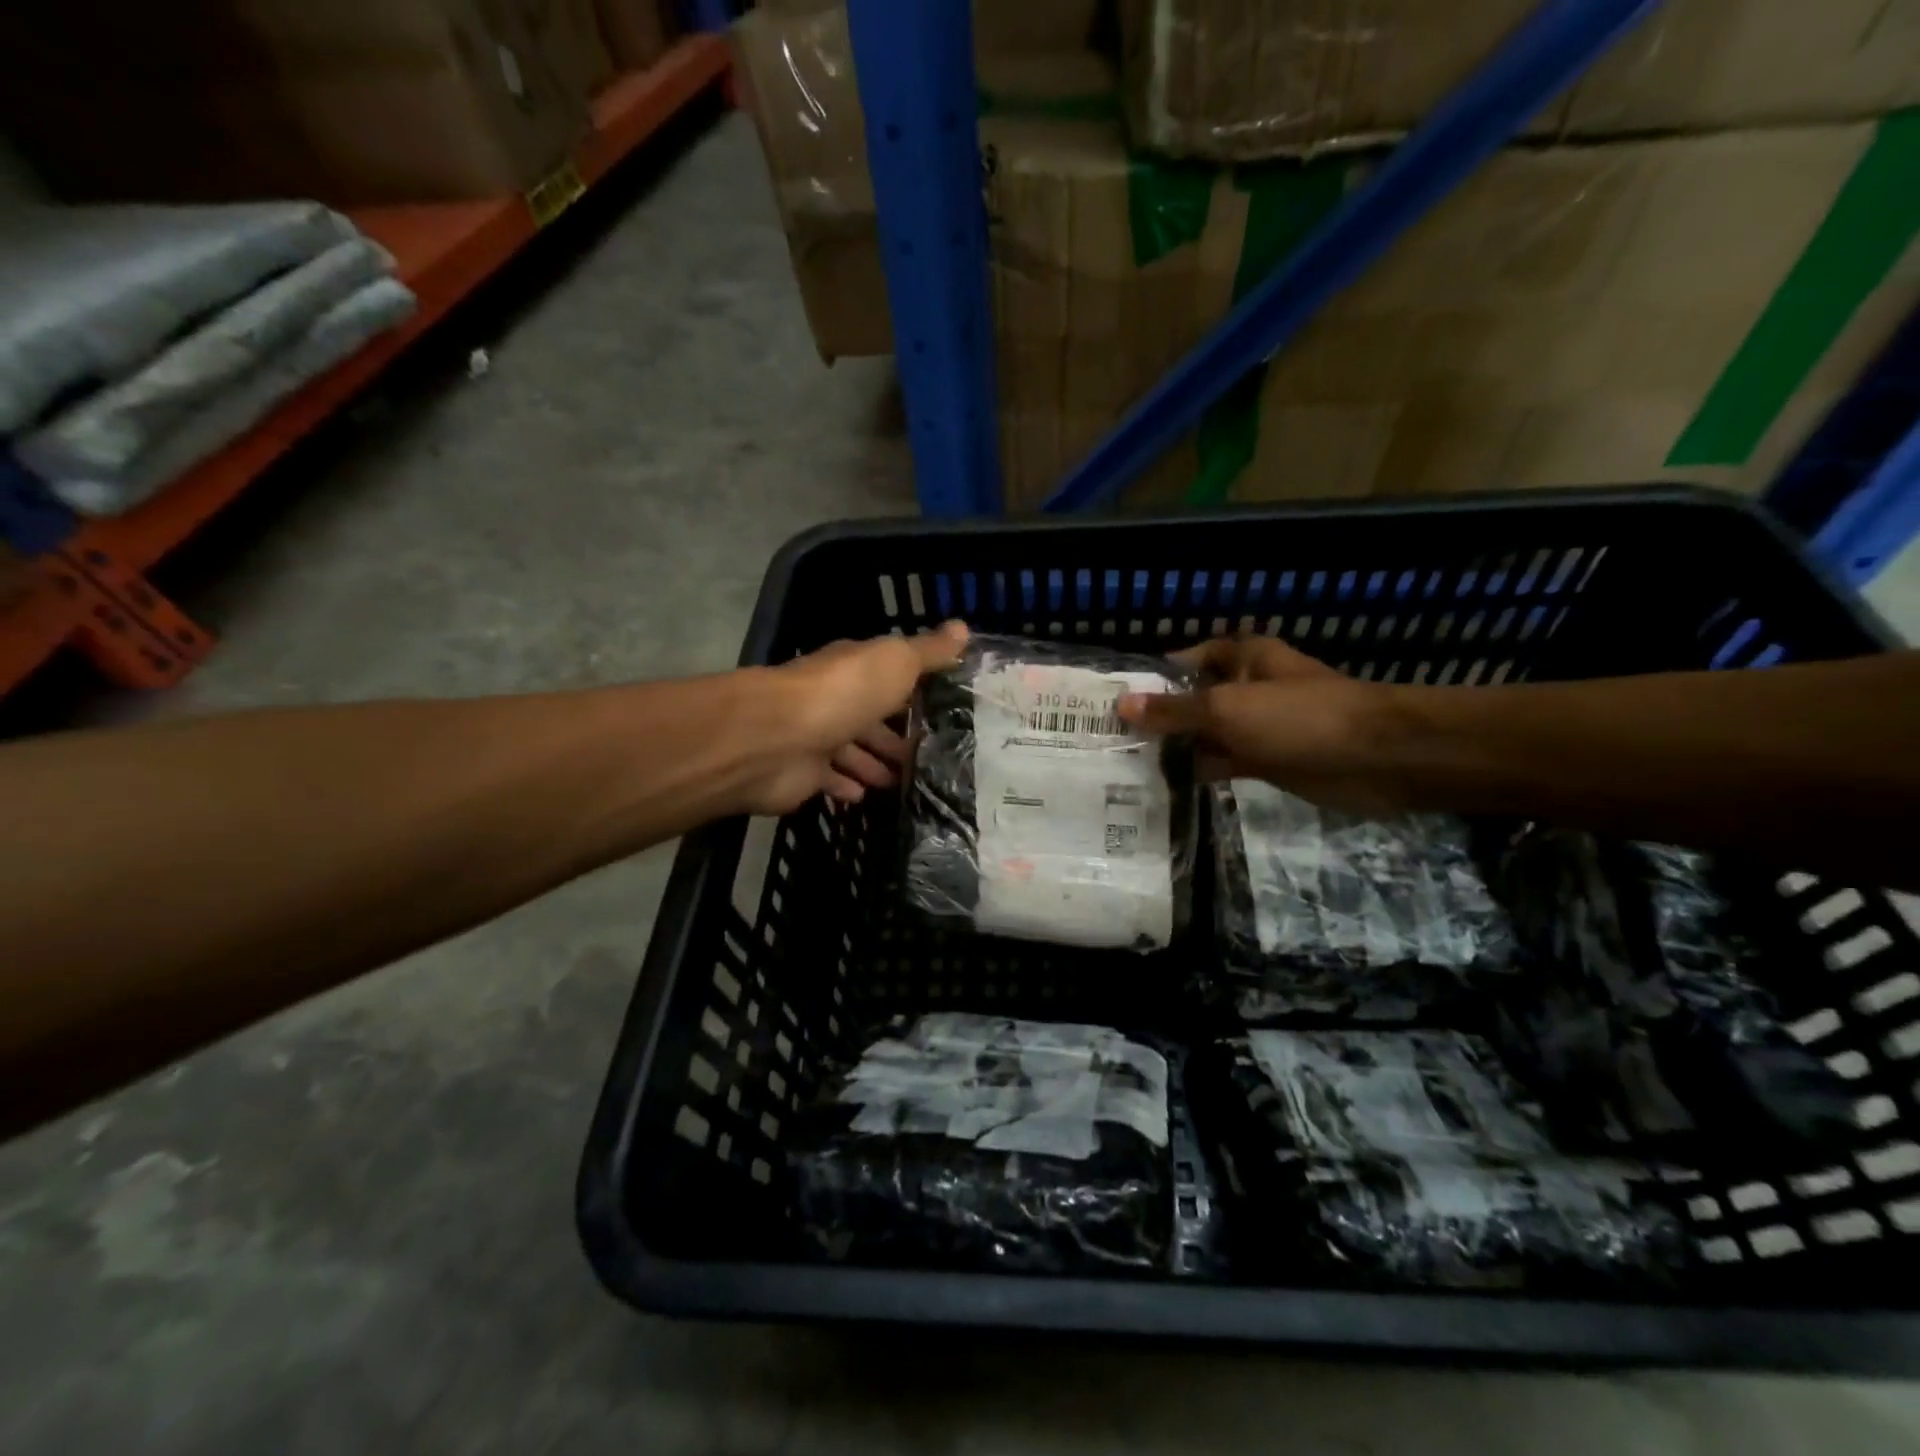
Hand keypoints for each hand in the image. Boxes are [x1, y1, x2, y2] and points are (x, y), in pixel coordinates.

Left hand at [745, 621, 968, 814]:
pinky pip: (831, 781)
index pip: (888, 676)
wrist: (778, 737)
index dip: (914, 689)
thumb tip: (963, 627)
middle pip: (870, 718)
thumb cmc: (843, 693)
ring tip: (907, 781)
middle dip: (896, 735)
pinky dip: (848, 786)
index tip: (945, 706)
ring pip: (852, 751)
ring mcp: (816, 737)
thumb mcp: (895, 662)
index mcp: (855, 669)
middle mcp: (834, 699)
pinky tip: (867, 796)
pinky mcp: (804, 774)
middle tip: (930, 756)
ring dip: (875, 763)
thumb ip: (928, 651)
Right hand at [1117, 633, 1403, 814]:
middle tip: (1109, 738)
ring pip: (1206, 734)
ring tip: (1125, 764)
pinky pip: (1223, 761)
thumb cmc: (1299, 717)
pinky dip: (1199, 770)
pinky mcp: (1266, 760)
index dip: (1153, 676)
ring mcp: (1257, 726)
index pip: (1186, 661)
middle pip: (1193, 699)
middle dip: (1158, 716)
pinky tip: (1164, 784)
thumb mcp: (1227, 709)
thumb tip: (1121, 704)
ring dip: (1176, 747)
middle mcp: (1246, 687)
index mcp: (1241, 658)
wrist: (1376, 759)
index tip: (1114, 699)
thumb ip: (1174, 710)